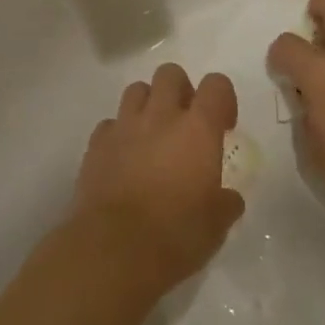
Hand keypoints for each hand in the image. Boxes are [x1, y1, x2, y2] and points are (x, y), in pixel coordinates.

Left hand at [73, 63, 245, 294]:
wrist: (113, 251)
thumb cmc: (175, 236)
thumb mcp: (216, 225)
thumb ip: (226, 203)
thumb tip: (229, 198)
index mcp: (198, 129)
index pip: (217, 85)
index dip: (223, 99)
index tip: (223, 126)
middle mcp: (161, 116)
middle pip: (171, 73)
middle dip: (180, 91)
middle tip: (185, 124)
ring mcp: (124, 127)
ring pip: (137, 89)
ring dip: (148, 105)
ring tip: (152, 136)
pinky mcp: (96, 145)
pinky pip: (110, 124)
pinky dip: (119, 134)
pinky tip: (123, 159)